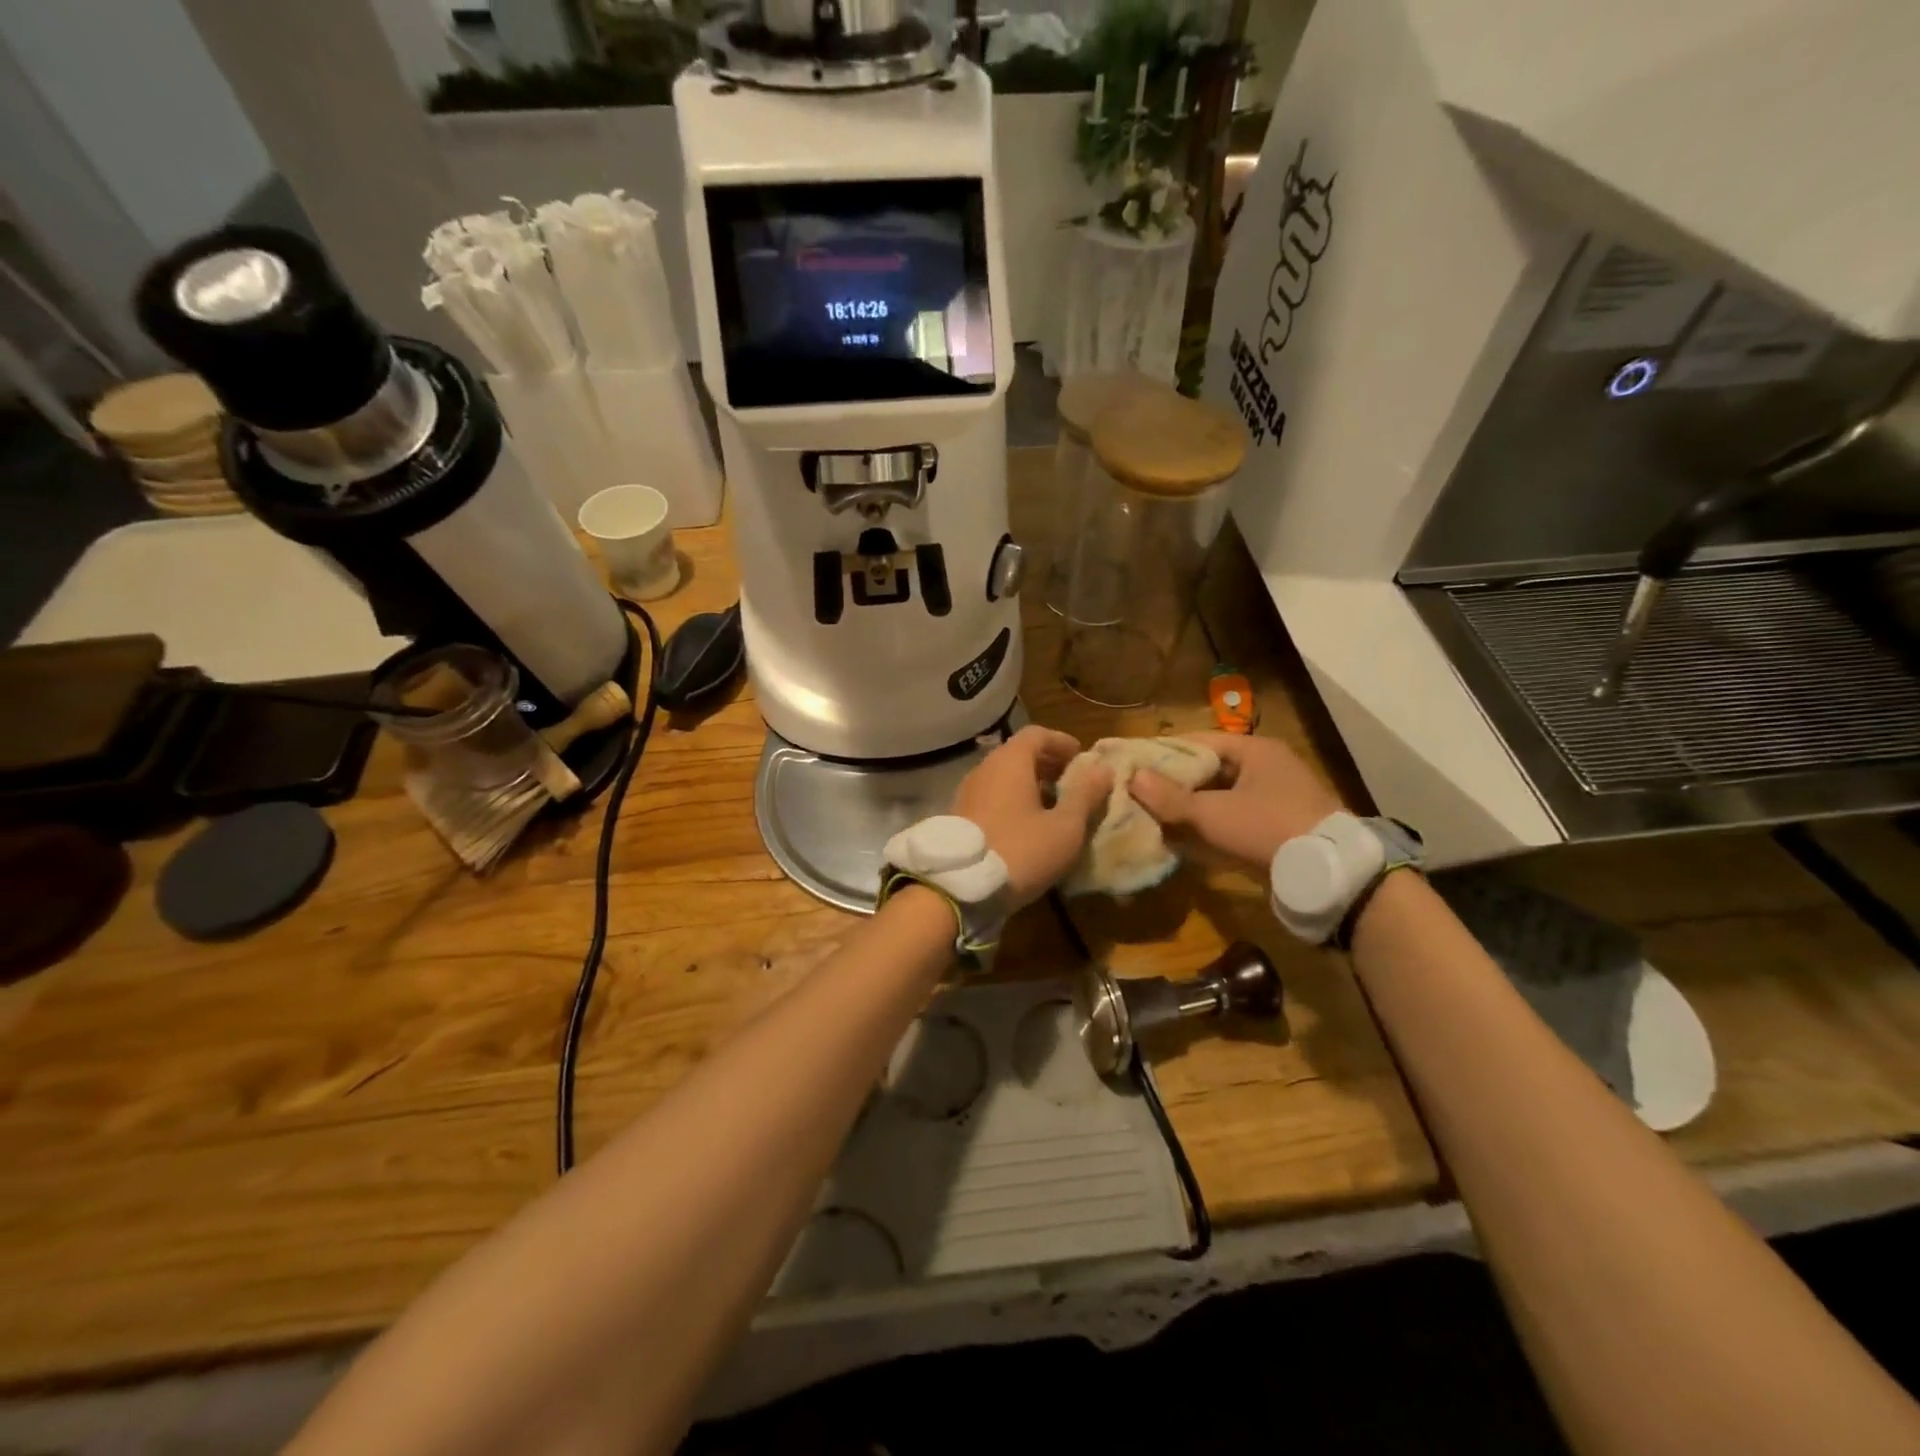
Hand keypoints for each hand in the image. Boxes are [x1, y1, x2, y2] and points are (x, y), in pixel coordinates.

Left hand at [951, 726, 1112, 908]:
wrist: (959, 887)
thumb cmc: (1020, 850)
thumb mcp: (1064, 827)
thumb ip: (1085, 795)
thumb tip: (1103, 769)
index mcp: (1010, 762)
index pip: (1037, 734)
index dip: (1062, 742)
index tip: (1082, 759)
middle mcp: (985, 768)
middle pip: (1019, 754)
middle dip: (1048, 764)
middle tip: (1072, 784)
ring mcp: (967, 792)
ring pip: (1004, 777)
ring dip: (1030, 785)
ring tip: (1054, 808)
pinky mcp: (958, 816)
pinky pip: (991, 796)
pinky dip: (1012, 801)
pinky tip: (1027, 826)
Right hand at [1128, 732, 1341, 868]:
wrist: (1328, 873)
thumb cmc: (1266, 827)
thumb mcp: (1212, 812)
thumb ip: (1170, 797)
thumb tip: (1133, 778)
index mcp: (1254, 750)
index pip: (1199, 742)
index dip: (1165, 752)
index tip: (1135, 764)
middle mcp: (1267, 768)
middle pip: (1210, 770)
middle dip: (1176, 784)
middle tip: (1140, 794)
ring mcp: (1276, 799)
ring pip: (1221, 798)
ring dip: (1191, 809)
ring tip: (1155, 819)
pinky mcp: (1279, 828)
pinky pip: (1236, 821)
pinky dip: (1211, 829)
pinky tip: (1184, 843)